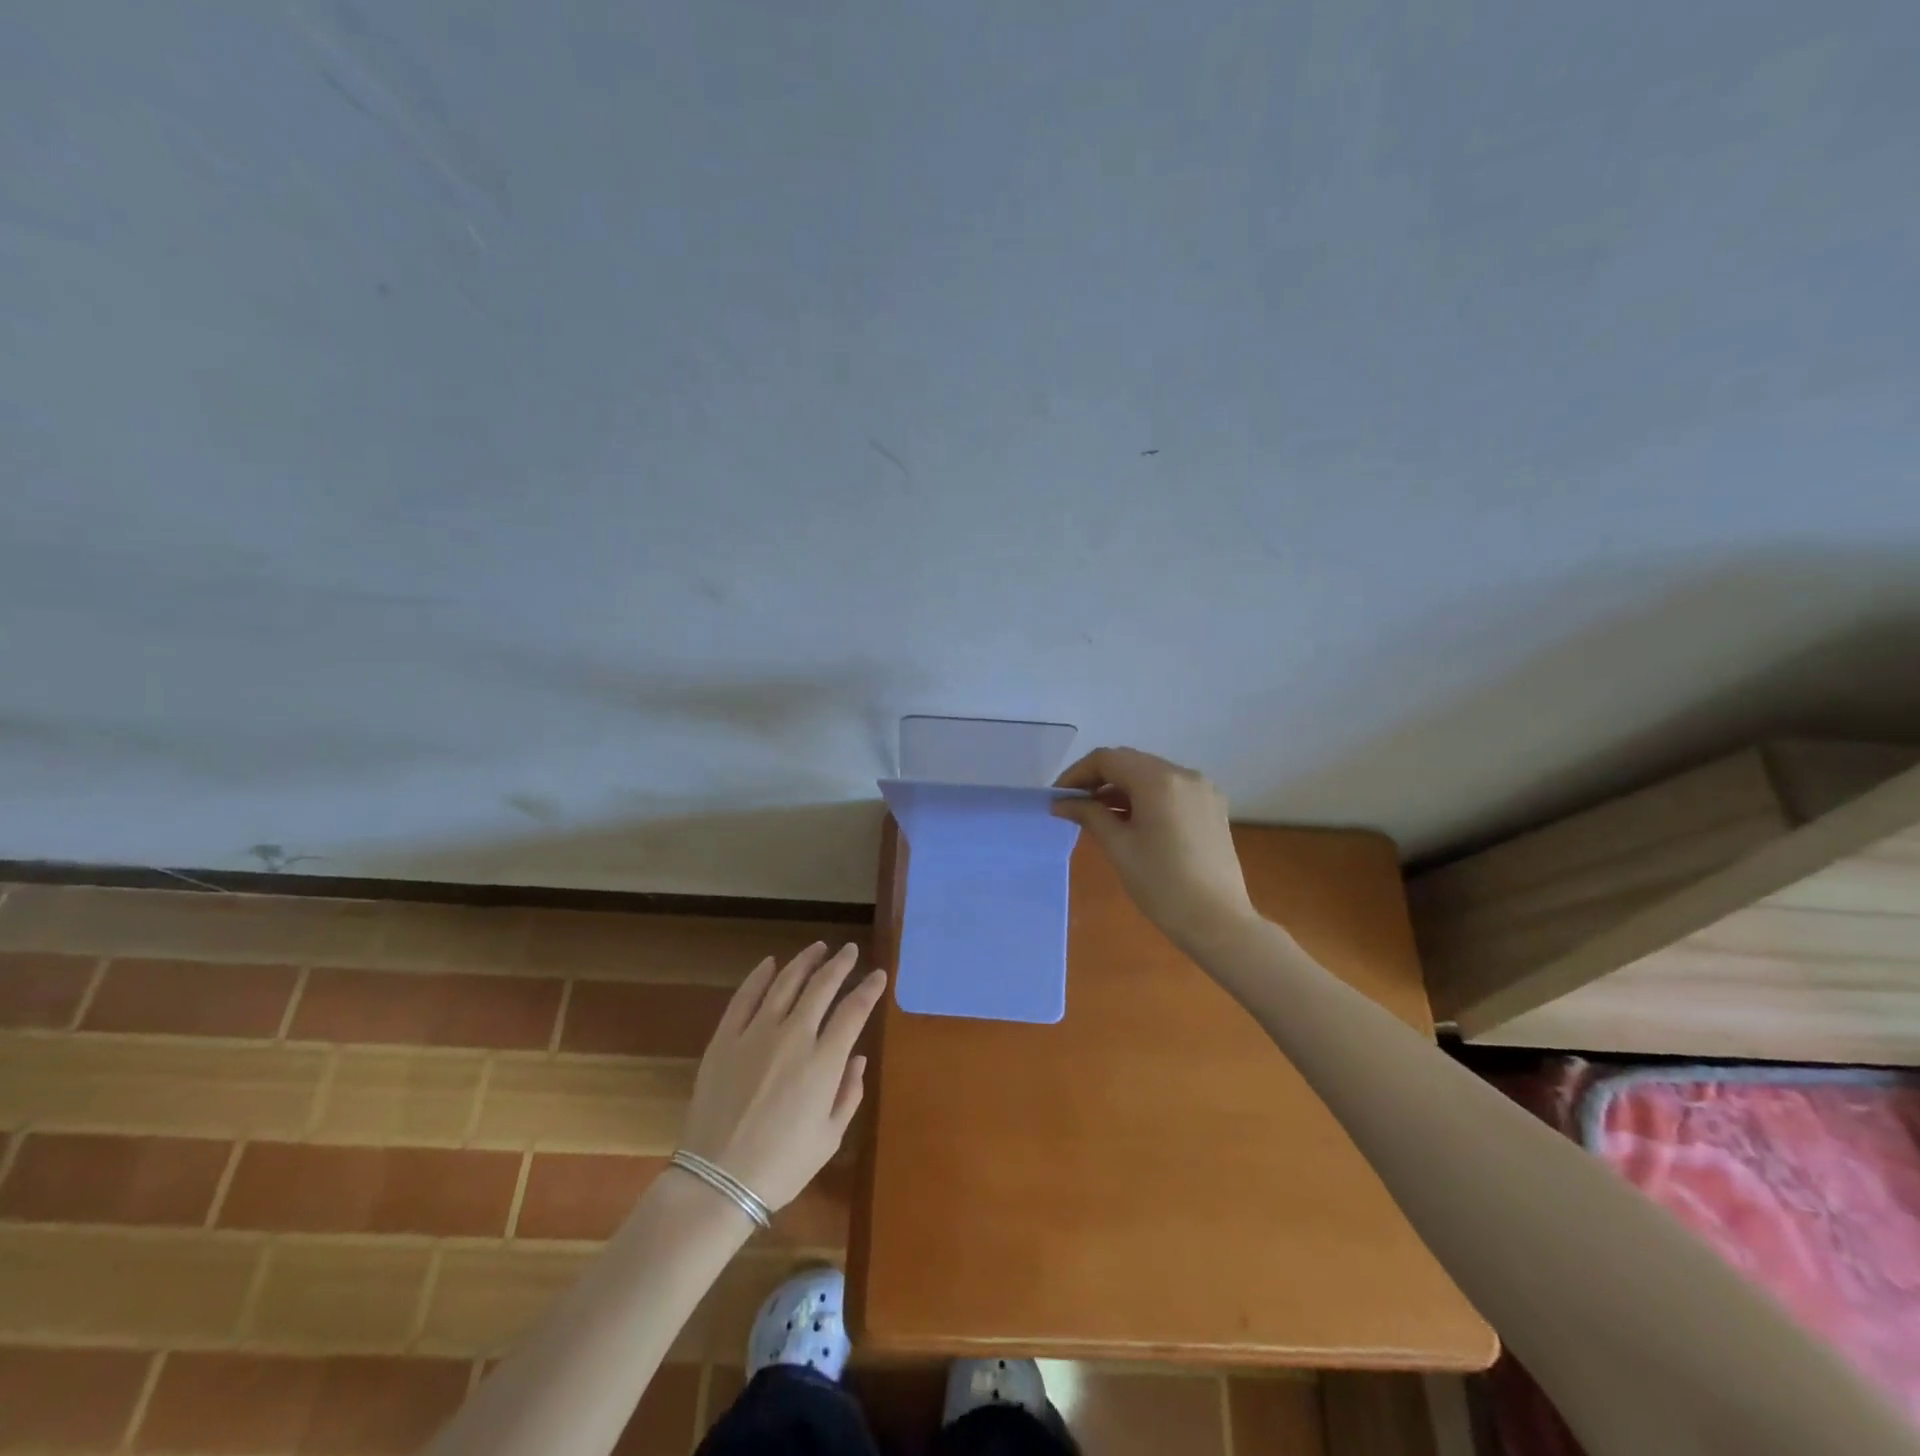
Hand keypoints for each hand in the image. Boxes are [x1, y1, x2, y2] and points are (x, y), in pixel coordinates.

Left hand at [677, 942, 885, 1210]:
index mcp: (824, 1062)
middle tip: (849, 951)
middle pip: (821, 986)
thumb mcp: (830, 1137)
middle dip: (840, 964)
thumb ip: (849, 1093)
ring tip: (818, 948)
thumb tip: (858, 1058)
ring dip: (805, 961)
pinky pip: (744, 997)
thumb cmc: (783, 1165)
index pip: (854, 1010)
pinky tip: (770, 963)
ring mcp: (755, 1034)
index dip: (870, 988)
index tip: (879, 974)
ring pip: (785, 982)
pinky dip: (759, 976)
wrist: (718, 1182)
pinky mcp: (725, 1039)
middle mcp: (793, 1037)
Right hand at [1053, 747, 1259, 949]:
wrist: (1218, 922)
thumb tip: (1061, 803)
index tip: (1058, 797)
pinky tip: (1130, 821)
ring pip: (1150, 774)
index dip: (1077, 773)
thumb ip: (1089, 815)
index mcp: (1159, 780)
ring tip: (1098, 815)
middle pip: (1130, 762)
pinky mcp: (1211, 806)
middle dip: (1098, 779)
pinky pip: (1170, 789)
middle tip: (1073, 805)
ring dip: (1121, 787)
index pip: (1107, 759)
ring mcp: (1202, 789)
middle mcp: (1184, 774)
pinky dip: (1144, 796)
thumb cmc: (1162, 885)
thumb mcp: (1119, 847)